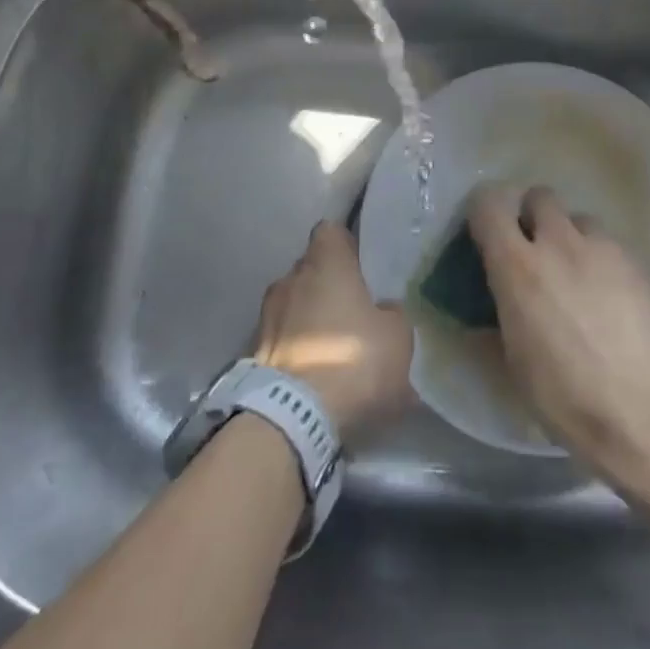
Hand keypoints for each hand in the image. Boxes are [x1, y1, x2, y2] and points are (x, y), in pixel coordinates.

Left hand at [254, 221, 412, 441]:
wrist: (291, 417)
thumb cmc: (352, 359)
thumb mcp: (397, 337)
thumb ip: (391, 314)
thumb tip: (382, 310)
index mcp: (325, 262)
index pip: (331, 231)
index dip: (347, 246)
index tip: (361, 267)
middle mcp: (290, 278)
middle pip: (311, 269)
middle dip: (329, 287)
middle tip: (354, 313)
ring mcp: (266, 314)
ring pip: (295, 305)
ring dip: (311, 320)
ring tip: (333, 349)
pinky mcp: (252, 351)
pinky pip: (283, 339)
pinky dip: (297, 350)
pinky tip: (316, 376)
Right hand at [467, 184, 649, 468]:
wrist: (642, 413)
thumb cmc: (564, 395)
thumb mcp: (512, 362)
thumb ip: (496, 318)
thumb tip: (483, 312)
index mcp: (518, 266)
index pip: (489, 204)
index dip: (483, 212)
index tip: (484, 235)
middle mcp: (558, 243)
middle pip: (539, 196)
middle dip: (531, 216)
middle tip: (532, 252)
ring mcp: (602, 249)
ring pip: (578, 218)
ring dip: (569, 236)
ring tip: (574, 275)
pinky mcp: (636, 264)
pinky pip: (608, 244)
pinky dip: (599, 259)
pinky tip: (606, 296)